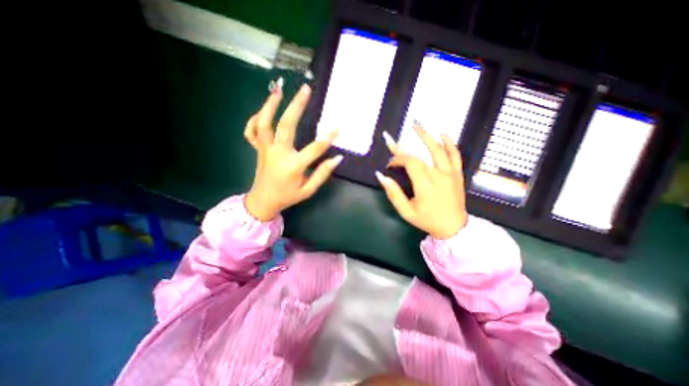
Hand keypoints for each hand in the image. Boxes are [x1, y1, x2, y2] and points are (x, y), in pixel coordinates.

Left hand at [243, 80, 342, 221]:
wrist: (263, 202)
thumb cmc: (288, 197)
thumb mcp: (308, 190)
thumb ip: (322, 174)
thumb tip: (337, 158)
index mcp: (293, 166)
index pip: (314, 149)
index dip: (328, 137)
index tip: (338, 126)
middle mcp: (277, 154)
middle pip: (286, 125)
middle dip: (296, 106)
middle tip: (305, 89)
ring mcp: (265, 149)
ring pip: (264, 123)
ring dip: (270, 105)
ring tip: (279, 90)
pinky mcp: (257, 149)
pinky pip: (251, 131)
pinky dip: (255, 119)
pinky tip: (264, 111)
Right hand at [376, 122, 468, 238]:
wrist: (453, 228)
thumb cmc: (427, 220)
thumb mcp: (406, 211)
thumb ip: (393, 193)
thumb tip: (380, 176)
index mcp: (424, 184)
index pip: (409, 162)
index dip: (397, 159)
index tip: (389, 164)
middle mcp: (438, 174)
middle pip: (420, 154)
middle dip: (404, 147)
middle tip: (393, 137)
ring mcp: (450, 172)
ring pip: (439, 149)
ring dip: (426, 135)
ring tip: (417, 124)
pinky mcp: (457, 173)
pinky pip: (456, 155)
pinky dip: (450, 143)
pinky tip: (443, 133)